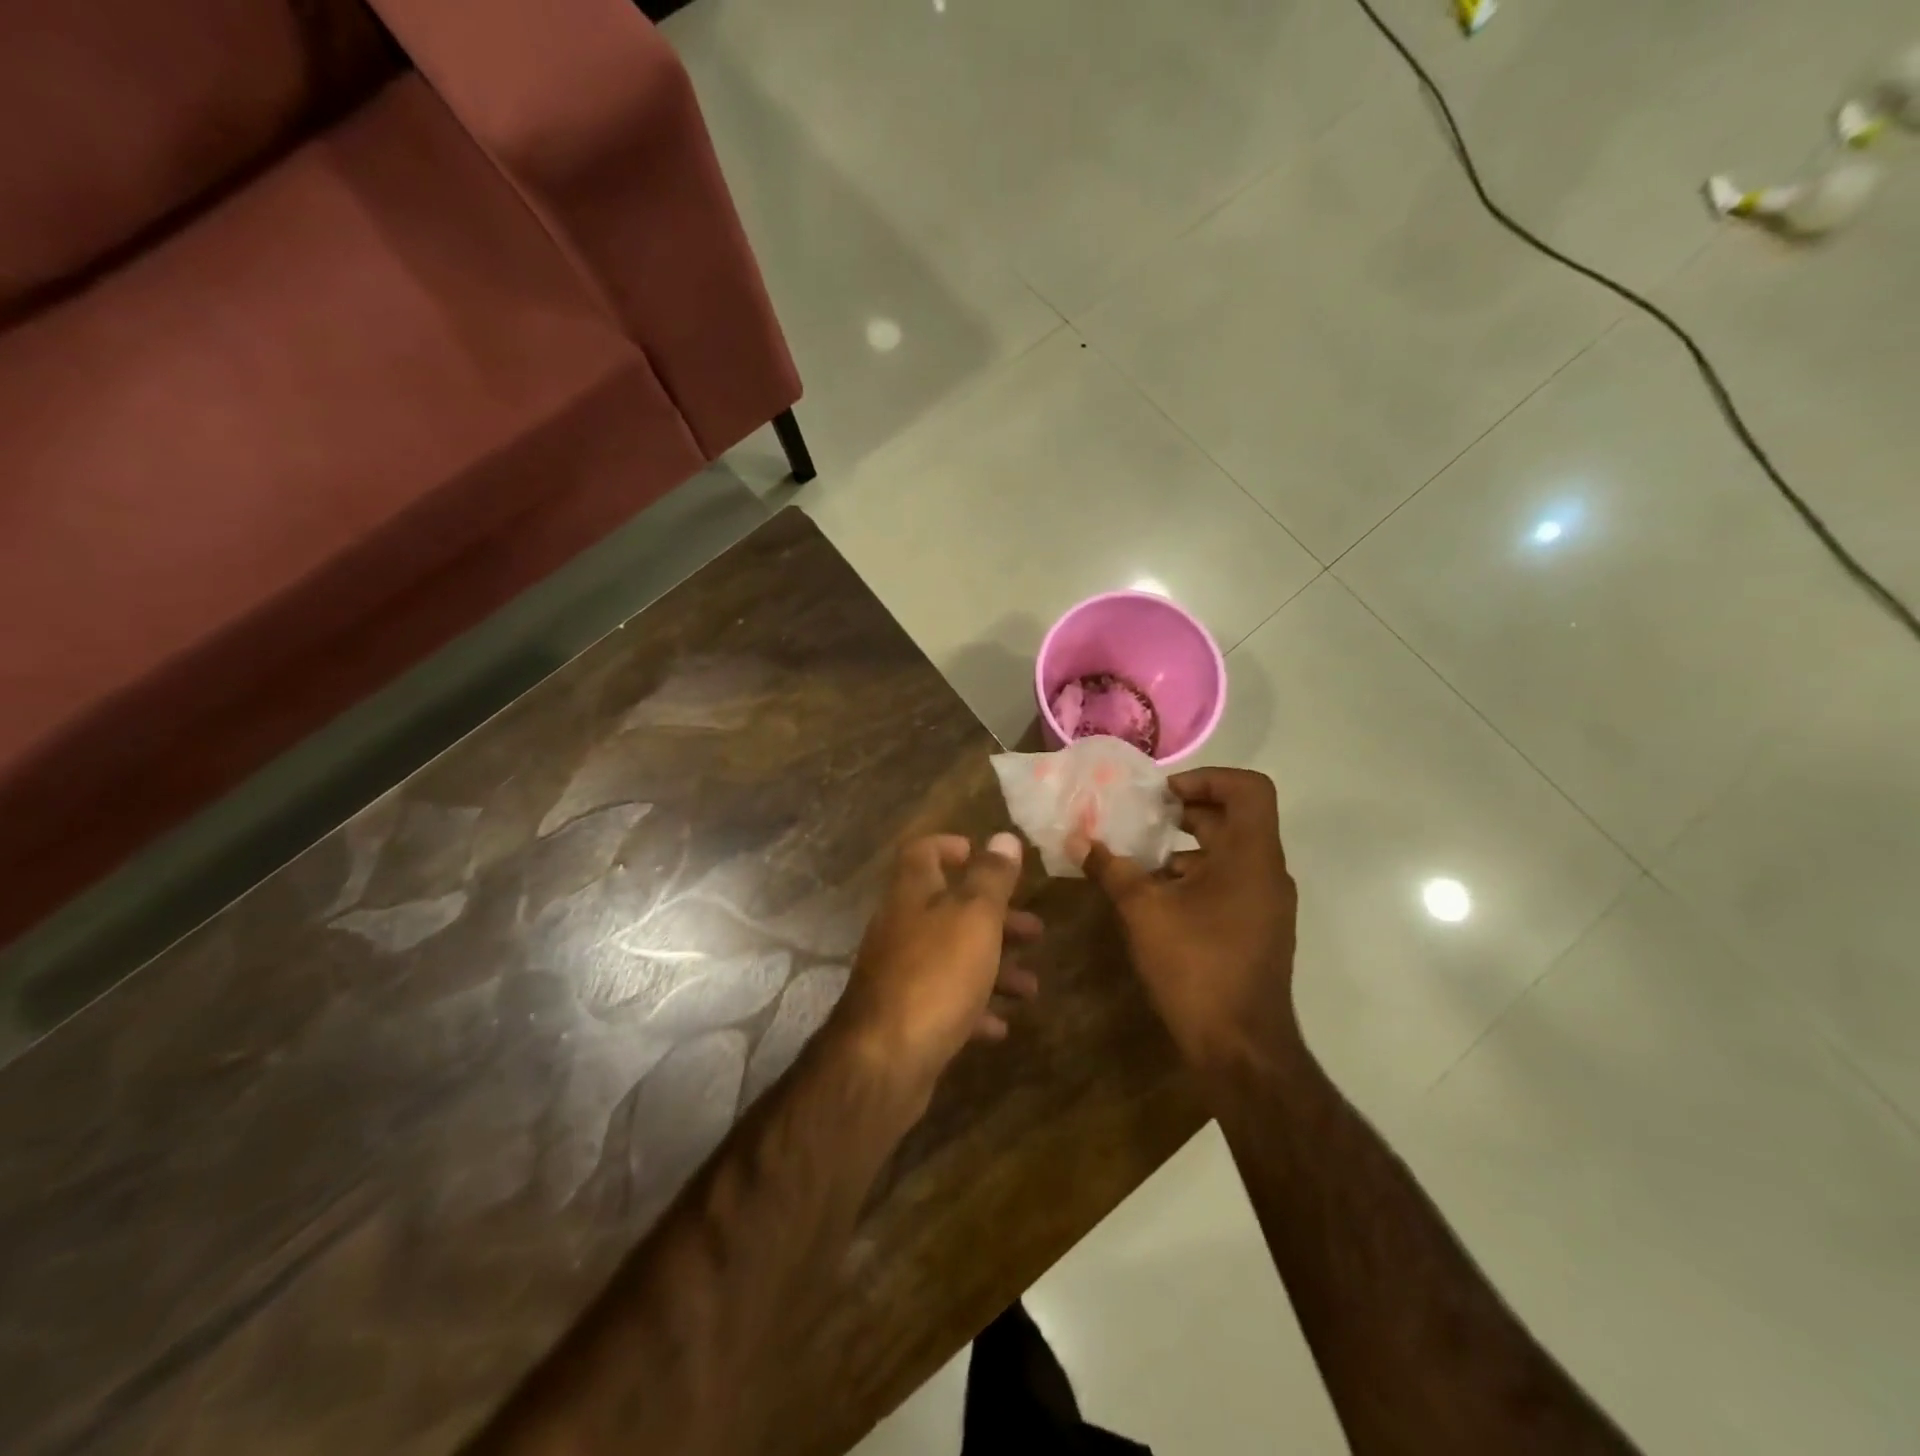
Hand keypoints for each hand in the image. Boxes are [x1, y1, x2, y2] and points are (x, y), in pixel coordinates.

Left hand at [833, 832, 1042, 1102]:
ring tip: (1031, 987)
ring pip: (954, 957)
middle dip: (995, 918)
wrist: (885, 1059)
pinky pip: (946, 1002)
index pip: (923, 852)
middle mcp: (902, 927)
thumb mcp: (974, 916)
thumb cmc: (936, 973)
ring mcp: (901, 973)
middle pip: (950, 909)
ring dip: (994, 966)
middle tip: (1035, 930)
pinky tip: (1000, 1026)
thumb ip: (991, 877)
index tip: (984, 856)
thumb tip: (1004, 838)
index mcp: (913, 893)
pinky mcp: (906, 1015)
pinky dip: (975, 1008)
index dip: (951, 846)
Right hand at [1073, 768, 1298, 1067]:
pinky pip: (1228, 883)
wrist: (1240, 1047)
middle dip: (1186, 812)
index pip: (1248, 788)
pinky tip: (1155, 898)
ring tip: (1138, 859)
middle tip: (1141, 818)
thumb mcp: (1144, 911)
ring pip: (1229, 854)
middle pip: (1234, 819)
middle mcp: (1266, 872)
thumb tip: (1076, 839)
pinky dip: (1194, 878)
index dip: (1207, 777)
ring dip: (1185, 848)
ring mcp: (1265, 903)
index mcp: (1251, 856)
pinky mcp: (1256, 929)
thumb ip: (1111, 869)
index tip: (1165, 796)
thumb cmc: (1197, 966)